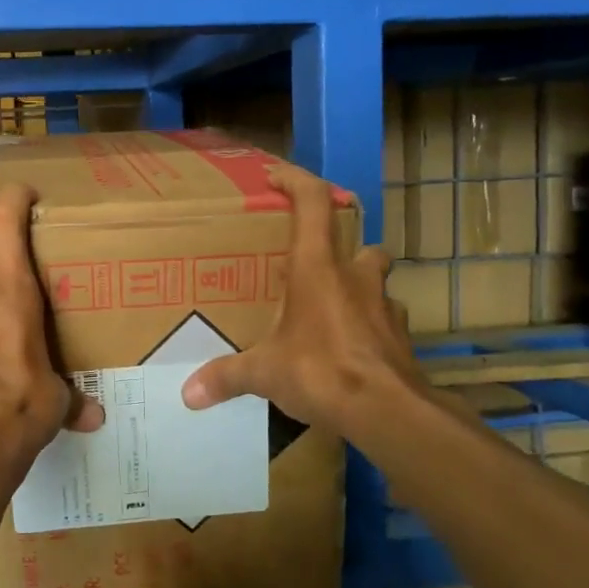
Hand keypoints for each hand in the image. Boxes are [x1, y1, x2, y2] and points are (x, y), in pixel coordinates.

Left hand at [0, 184, 103, 467]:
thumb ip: (72, 400)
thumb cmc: (21, 406)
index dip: (14, 200)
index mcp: (12, 293)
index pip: (6, 225)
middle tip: (30, 332)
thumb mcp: (56, 401)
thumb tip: (94, 417)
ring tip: (6, 367)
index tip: (25, 192)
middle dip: (11, 302)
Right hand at [181, 166, 427, 434]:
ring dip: (358, 289)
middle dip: (341, 250)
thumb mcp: (264, 373)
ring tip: (330, 313)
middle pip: (360, 244)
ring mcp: (384, 307)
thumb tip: (188, 394)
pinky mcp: (401, 339)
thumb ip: (226, 377)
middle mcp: (355, 278)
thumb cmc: (320, 370)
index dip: (296, 180)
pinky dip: (367, 329)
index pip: (313, 203)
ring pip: (376, 283)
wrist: (388, 411)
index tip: (276, 176)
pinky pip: (383, 322)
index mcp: (317, 268)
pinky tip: (348, 350)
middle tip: (313, 269)